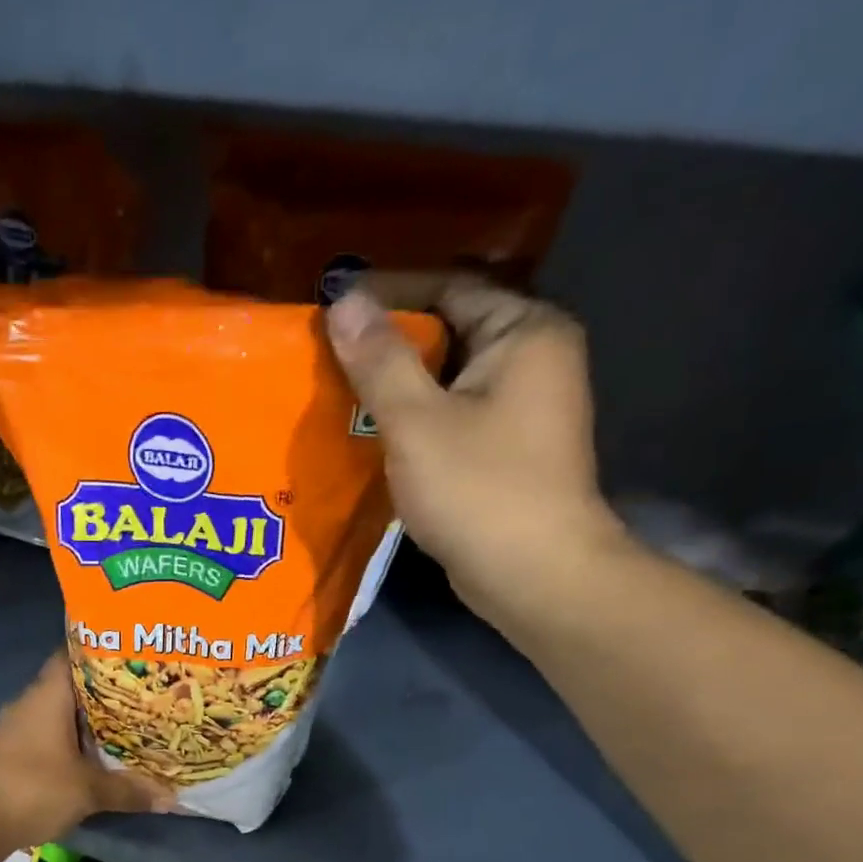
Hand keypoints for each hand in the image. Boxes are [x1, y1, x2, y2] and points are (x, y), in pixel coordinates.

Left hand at [0, 652, 173, 848]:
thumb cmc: (33, 790)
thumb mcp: (88, 791)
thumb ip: (128, 790)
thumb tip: (170, 797)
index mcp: (47, 696)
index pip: (72, 655)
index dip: (100, 651)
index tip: (130, 655)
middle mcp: (28, 703)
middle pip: (68, 685)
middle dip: (101, 690)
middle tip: (138, 694)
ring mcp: (13, 727)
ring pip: (55, 712)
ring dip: (82, 719)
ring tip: (121, 724)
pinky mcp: (7, 751)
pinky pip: (43, 734)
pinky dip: (65, 739)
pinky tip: (87, 754)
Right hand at [326, 275, 625, 626]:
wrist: (534, 575)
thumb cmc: (478, 490)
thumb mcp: (417, 422)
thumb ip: (379, 360)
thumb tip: (344, 300)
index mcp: (525, 331)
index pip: (449, 287)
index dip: (388, 294)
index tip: (333, 308)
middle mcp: (534, 358)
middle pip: (449, 332)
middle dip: (388, 345)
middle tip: (328, 357)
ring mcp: (524, 408)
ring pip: (447, 379)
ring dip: (396, 387)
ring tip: (338, 395)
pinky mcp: (507, 450)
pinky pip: (453, 416)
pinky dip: (414, 421)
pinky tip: (371, 436)